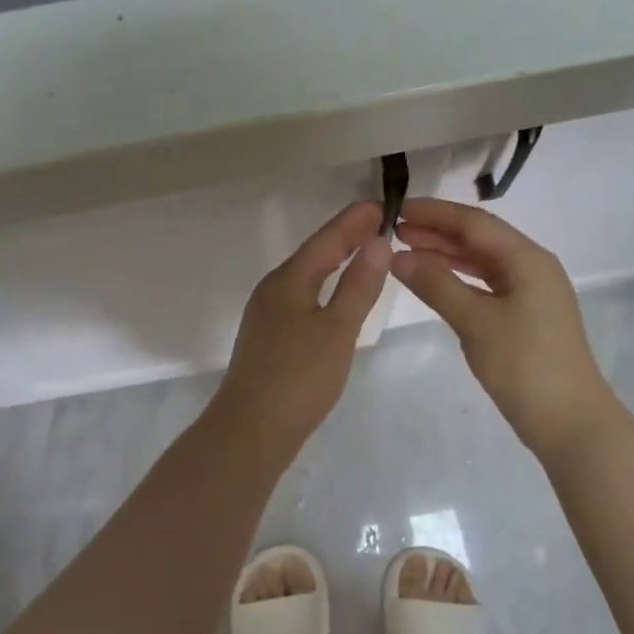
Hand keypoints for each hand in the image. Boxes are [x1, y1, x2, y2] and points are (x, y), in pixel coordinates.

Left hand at [215, 202, 391, 454]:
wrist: (252, 430)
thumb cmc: (299, 377)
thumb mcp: (338, 329)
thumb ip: (358, 286)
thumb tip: (377, 242)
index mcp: (288, 281)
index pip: (326, 239)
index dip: (354, 221)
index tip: (381, 204)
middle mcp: (273, 291)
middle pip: (313, 255)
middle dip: (345, 237)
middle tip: (378, 223)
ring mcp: (267, 316)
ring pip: (306, 278)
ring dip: (334, 262)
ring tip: (363, 254)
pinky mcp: (269, 340)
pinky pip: (302, 299)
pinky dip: (325, 289)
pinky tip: (336, 300)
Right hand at [391, 198, 621, 457]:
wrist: (569, 421)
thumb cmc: (524, 366)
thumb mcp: (475, 322)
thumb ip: (436, 285)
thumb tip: (397, 256)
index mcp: (527, 259)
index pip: (474, 223)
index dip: (434, 213)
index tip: (396, 210)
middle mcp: (532, 267)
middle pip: (479, 239)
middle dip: (437, 232)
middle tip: (393, 231)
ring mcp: (531, 292)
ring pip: (483, 262)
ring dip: (446, 255)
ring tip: (407, 252)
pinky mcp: (526, 316)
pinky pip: (487, 284)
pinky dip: (459, 279)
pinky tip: (435, 282)